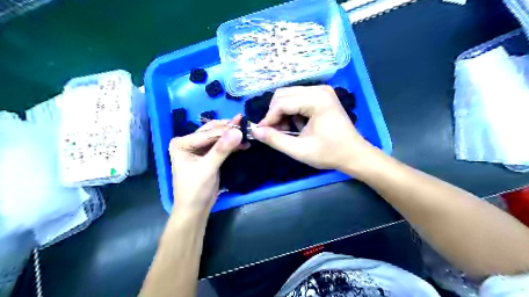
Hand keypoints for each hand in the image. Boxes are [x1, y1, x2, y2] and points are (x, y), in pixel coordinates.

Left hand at [169, 114, 242, 214]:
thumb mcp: (208, 168)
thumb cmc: (195, 190)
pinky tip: (243, 143)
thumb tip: (238, 131)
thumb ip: (222, 149)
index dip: (226, 130)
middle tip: (246, 125)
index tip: (243, 126)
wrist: (195, 209)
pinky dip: (232, 145)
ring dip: (231, 136)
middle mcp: (189, 142)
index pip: (208, 133)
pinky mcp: (208, 155)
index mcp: (182, 143)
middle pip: (212, 132)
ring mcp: (199, 148)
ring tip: (247, 133)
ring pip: (218, 137)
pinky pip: (221, 146)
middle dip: (229, 129)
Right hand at [251, 85, 372, 169]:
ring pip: (289, 95)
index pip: (282, 103)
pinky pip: (298, 98)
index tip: (262, 132)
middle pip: (283, 94)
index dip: (269, 118)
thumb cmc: (329, 153)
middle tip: (273, 132)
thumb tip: (255, 131)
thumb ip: (275, 140)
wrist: (354, 154)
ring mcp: (322, 91)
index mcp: (316, 100)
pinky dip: (291, 111)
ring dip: (282, 112)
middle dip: (275, 113)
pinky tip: (296, 125)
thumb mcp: (300, 150)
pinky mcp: (322, 95)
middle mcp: (319, 89)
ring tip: (286, 130)